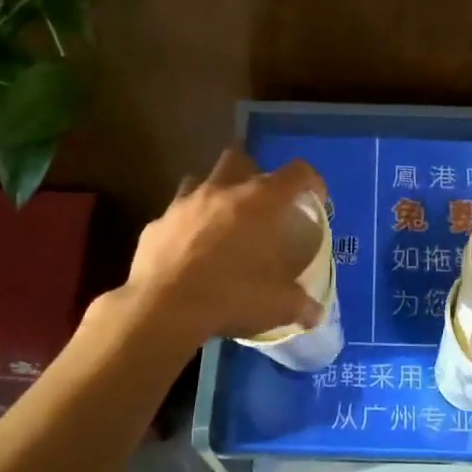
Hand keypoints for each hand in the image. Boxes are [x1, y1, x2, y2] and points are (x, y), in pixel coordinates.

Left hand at [119, 147, 326, 348]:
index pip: (297, 173)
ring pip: (201, 180)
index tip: (314, 199)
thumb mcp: (277, 306)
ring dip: (214, 194)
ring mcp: (184, 203)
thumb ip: (300, 304)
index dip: (311, 181)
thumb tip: (315, 313)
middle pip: (240, 158)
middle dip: (252, 173)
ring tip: (221, 221)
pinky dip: (184, 226)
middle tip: (259, 203)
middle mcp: (223, 191)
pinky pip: (174, 215)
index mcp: (261, 202)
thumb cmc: (231, 296)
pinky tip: (187, 250)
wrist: (163, 307)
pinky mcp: (156, 223)